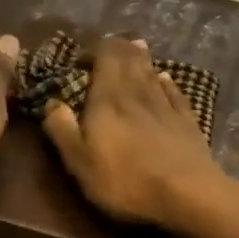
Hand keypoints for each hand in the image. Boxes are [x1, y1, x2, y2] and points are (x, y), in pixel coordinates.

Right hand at [40, 37, 233, 232]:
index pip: (105, 59)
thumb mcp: (80, 162)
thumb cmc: (126, 181)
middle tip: (113, 44)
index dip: (96, 51)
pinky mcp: (187, 122)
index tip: (85, 56)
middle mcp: (137, 94)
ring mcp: (165, 107)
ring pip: (152, 74)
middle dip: (120, 49)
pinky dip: (168, 83)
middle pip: (130, 61)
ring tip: (137, 47)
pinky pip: (175, 94)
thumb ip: (63, 130)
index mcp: (108, 100)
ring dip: (142, 59)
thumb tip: (51, 102)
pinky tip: (166, 78)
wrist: (187, 194)